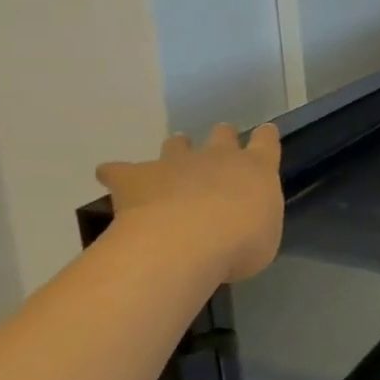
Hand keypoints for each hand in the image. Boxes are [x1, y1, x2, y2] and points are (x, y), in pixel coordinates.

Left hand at [96, 124, 283, 281]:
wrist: (185, 244)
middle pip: (222, 135)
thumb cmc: (240, 245)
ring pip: (176, 145)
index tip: (264, 134)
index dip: (265, 136)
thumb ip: (256, 223)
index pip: (266, 141)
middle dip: (221, 138)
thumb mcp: (264, 239)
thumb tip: (241, 227)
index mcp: (257, 169)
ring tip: (170, 165)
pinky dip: (116, 174)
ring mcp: (176, 163)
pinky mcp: (136, 177)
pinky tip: (113, 182)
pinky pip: (119, 171)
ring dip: (175, 150)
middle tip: (218, 149)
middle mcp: (219, 157)